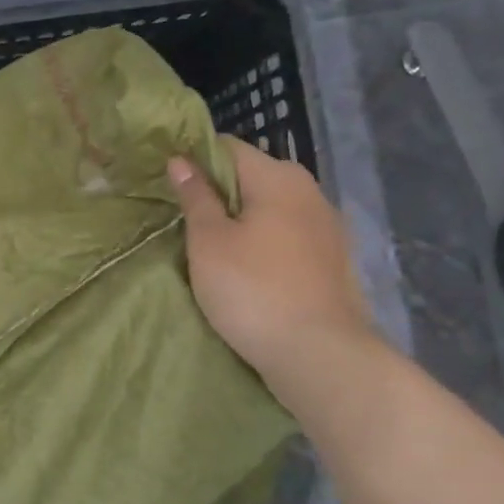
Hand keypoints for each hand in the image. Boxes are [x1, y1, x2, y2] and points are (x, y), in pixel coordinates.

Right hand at [168, 137, 374, 387]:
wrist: (319, 355)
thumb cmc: (252, 290)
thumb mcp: (209, 241)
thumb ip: (195, 196)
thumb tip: (180, 159)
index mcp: (278, 177)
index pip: (227, 147)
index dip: (194, 159)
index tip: (169, 184)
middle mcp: (309, 191)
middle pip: (253, 176)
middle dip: (219, 192)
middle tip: (185, 219)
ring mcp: (327, 227)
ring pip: (272, 208)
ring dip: (243, 219)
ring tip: (213, 245)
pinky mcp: (334, 260)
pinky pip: (289, 236)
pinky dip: (266, 242)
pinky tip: (249, 268)